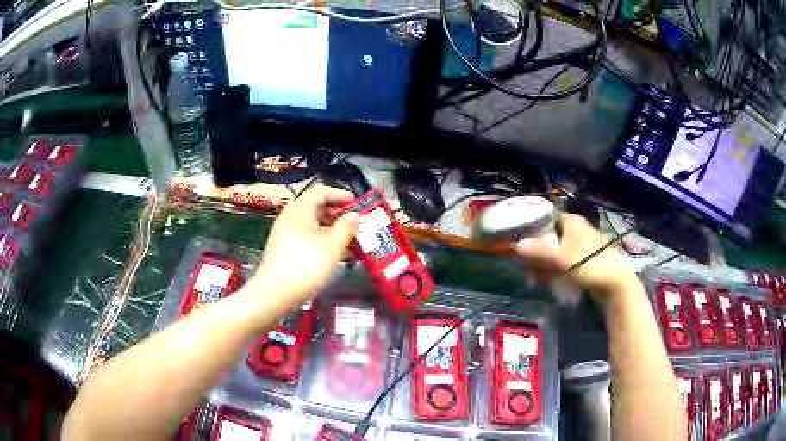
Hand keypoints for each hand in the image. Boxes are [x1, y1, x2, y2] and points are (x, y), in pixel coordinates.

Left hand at [248, 184, 358, 307]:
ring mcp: (285, 235)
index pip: (321, 191)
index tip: (357, 204)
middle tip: (356, 225)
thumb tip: (353, 215)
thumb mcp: (332, 246)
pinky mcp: (284, 251)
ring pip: (312, 225)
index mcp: (300, 210)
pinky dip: (322, 242)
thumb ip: (346, 227)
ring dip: (332, 231)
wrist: (274, 294)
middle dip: (338, 214)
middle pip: (316, 207)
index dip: (340, 194)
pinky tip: (334, 257)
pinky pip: (306, 239)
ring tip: (350, 242)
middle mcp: (290, 218)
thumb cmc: (306, 265)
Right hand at [515, 212, 637, 300]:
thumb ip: (540, 252)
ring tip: (534, 280)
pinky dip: (557, 270)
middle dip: (539, 252)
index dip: (535, 227)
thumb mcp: (561, 259)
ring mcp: (584, 245)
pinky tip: (549, 282)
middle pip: (552, 236)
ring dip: (546, 264)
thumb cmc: (588, 265)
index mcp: (572, 222)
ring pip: (559, 251)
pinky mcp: (588, 260)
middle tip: (527, 267)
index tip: (523, 239)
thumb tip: (517, 245)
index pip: (549, 217)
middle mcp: (578, 229)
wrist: (615, 283)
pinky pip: (567, 262)